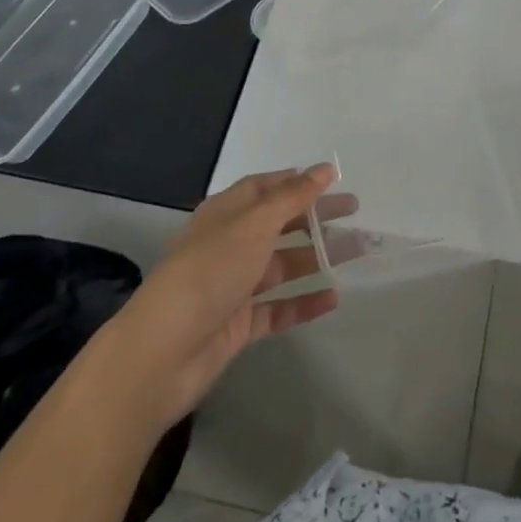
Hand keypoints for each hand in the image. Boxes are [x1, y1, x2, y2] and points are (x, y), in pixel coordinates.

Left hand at [119, 166, 357, 424]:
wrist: (162, 352)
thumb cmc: (209, 272)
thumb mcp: (254, 224)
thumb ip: (292, 197)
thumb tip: (324, 169)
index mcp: (226, 214)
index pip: (264, 187)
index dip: (296, 181)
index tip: (333, 179)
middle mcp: (230, 245)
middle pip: (279, 224)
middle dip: (315, 216)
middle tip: (354, 212)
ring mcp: (234, 286)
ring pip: (284, 265)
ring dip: (318, 257)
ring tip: (358, 251)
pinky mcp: (239, 324)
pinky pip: (279, 308)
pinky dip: (304, 302)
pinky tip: (333, 298)